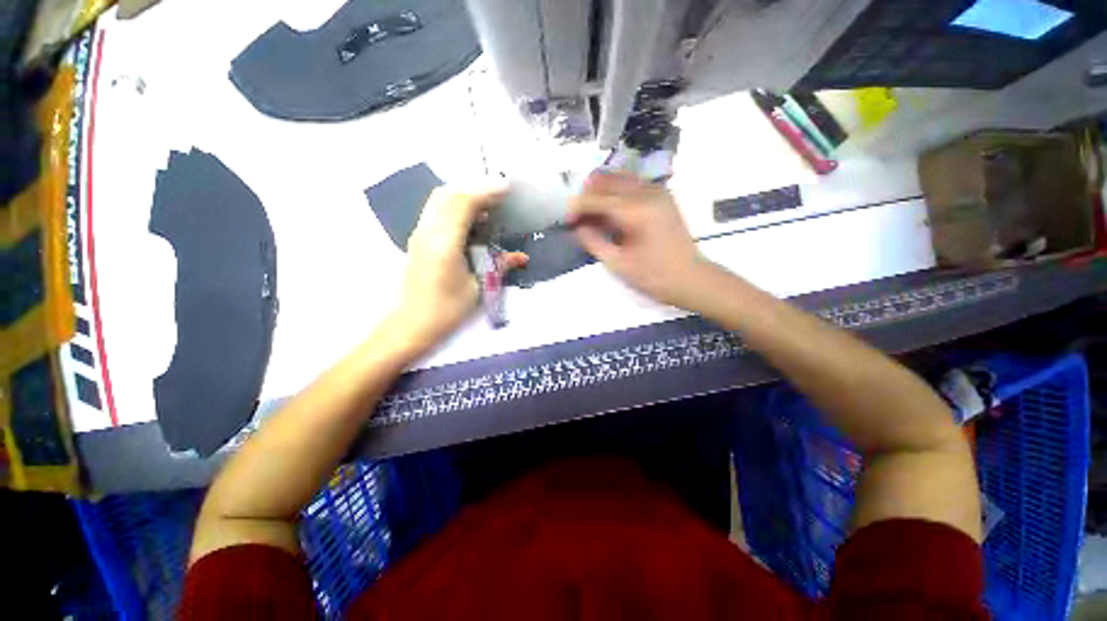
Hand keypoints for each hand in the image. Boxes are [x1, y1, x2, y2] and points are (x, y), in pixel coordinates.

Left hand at [397, 187, 527, 345]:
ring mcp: (420, 233)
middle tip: (499, 195)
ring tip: (488, 204)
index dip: (485, 191)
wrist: (412, 323)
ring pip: (439, 200)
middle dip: (475, 188)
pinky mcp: (419, 238)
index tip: (506, 187)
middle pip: (447, 194)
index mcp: (444, 244)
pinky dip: (455, 206)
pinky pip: (437, 211)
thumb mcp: (478, 288)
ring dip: (464, 195)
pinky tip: (472, 219)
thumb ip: (499, 266)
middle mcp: (428, 232)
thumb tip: (522, 256)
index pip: (462, 204)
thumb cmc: (447, 310)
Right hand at [568, 172, 708, 308]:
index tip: (566, 222)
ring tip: (594, 217)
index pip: (596, 197)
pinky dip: (615, 194)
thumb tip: (577, 227)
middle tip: (579, 219)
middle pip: (605, 179)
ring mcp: (657, 191)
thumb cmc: (655, 276)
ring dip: (600, 193)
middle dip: (587, 196)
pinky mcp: (662, 195)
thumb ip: (593, 242)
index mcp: (636, 210)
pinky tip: (612, 214)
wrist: (691, 278)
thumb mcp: (618, 264)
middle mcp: (647, 192)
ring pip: (618, 178)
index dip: (576, 208)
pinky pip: (631, 184)